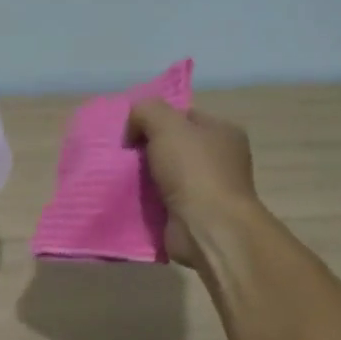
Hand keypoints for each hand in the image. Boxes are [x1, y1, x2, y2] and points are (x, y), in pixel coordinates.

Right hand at [125, 101, 262, 268]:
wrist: (207, 228)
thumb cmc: (193, 170)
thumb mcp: (166, 124)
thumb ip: (145, 111)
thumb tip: (133, 128)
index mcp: (223, 132)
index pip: (184, 116)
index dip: (155, 119)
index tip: (131, 131)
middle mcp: (220, 159)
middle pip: (172, 146)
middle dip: (145, 149)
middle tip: (121, 154)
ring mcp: (207, 189)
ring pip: (164, 174)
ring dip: (142, 176)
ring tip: (117, 176)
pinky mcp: (192, 215)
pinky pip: (161, 200)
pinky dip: (145, 200)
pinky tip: (127, 197)